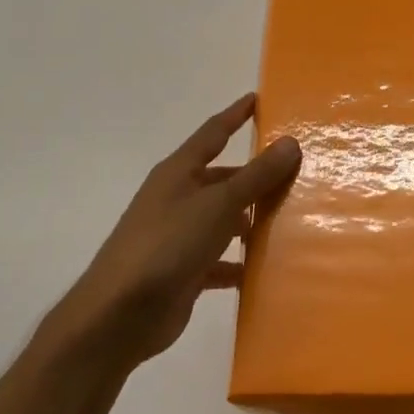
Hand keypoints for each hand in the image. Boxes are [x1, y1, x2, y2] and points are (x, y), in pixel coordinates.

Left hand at [55, 93, 300, 367]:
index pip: (213, 133)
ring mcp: (178, 236)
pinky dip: (239, 263)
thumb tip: (290, 142)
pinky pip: (219, 260)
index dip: (236, 115)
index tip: (259, 98)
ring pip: (223, 219)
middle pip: (222, 178)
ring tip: (289, 220)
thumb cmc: (168, 245)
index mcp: (178, 173)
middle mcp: (177, 198)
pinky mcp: (183, 271)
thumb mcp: (218, 204)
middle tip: (294, 172)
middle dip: (254, 175)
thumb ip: (256, 175)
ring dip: (250, 220)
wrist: (119, 314)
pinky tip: (264, 269)